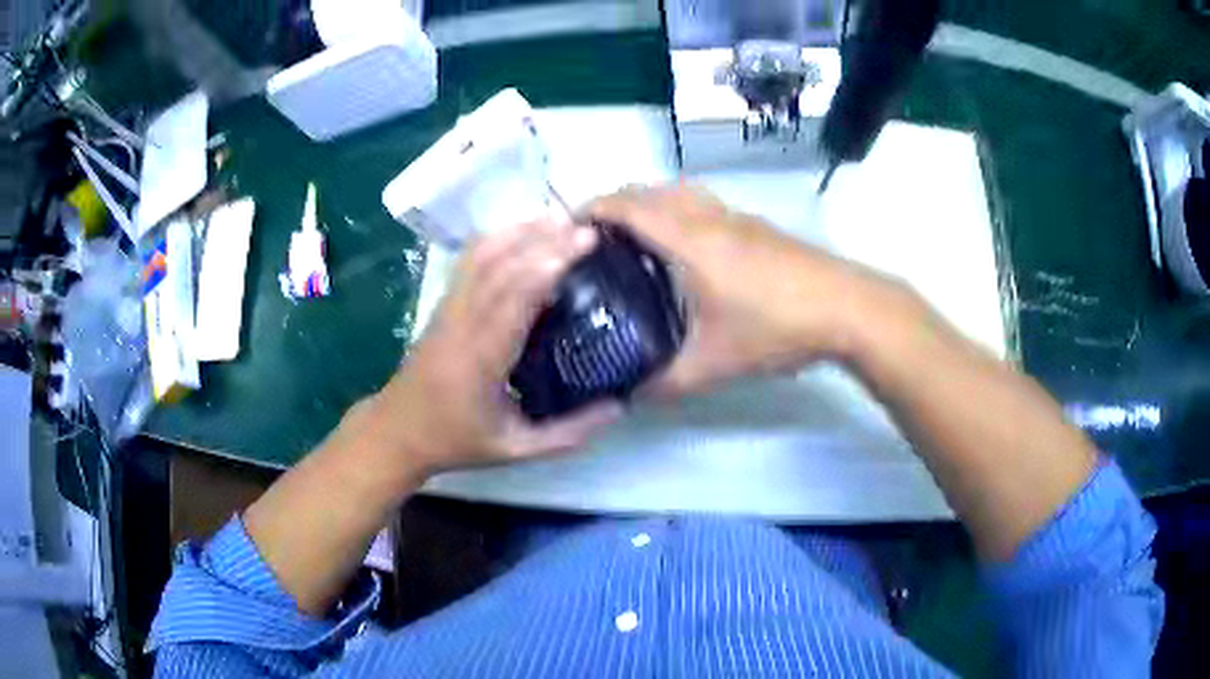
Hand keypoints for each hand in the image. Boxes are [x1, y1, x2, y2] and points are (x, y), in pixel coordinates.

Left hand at [374, 219, 623, 476]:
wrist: (398, 430)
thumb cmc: (456, 441)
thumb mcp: (516, 449)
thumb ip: (568, 432)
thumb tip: (619, 406)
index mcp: (479, 362)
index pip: (510, 305)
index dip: (542, 271)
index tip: (579, 248)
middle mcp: (460, 325)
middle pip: (499, 270)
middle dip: (542, 243)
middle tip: (586, 230)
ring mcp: (447, 310)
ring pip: (480, 258)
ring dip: (519, 233)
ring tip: (560, 218)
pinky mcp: (443, 304)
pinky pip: (470, 263)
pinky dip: (499, 239)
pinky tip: (524, 231)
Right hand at [588, 184, 892, 395]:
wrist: (846, 308)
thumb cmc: (776, 327)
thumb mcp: (713, 364)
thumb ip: (665, 383)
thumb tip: (628, 397)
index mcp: (688, 239)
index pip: (627, 206)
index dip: (590, 208)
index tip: (562, 227)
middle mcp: (707, 216)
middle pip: (649, 190)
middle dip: (614, 204)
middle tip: (592, 240)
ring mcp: (736, 217)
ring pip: (679, 192)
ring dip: (649, 204)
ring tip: (633, 241)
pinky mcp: (757, 227)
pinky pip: (702, 205)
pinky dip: (678, 212)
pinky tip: (685, 252)